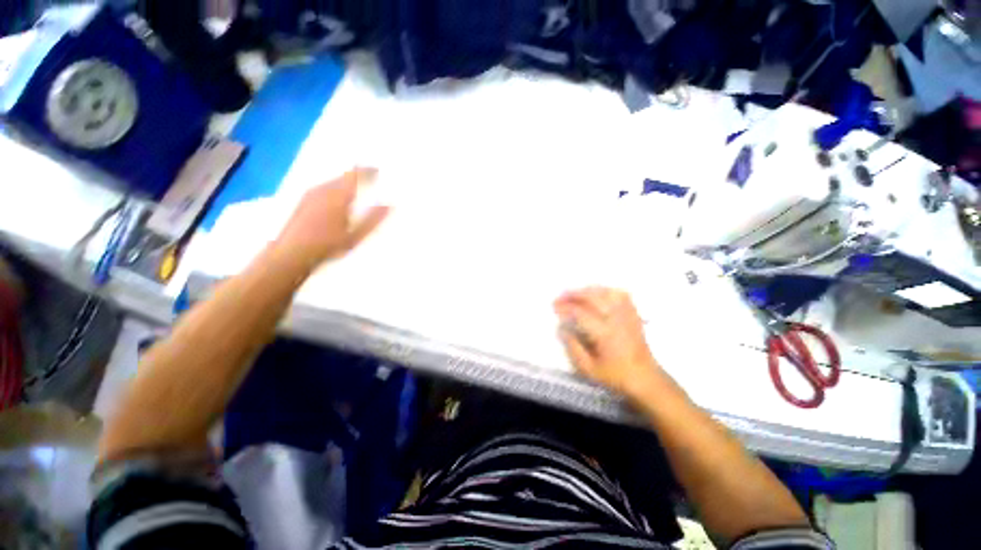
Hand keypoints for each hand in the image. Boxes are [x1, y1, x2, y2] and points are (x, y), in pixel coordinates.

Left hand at [274, 168, 389, 270]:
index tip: (378, 170)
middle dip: (357, 175)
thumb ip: (373, 219)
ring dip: (346, 181)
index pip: (355, 175)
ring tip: (357, 188)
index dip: (367, 170)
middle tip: (370, 178)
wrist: (291, 253)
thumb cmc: (327, 245)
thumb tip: (389, 205)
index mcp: (338, 195)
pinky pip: (324, 186)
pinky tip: (337, 197)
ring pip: (333, 181)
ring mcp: (311, 193)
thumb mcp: (355, 236)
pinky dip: (335, 187)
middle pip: (343, 176)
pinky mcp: (304, 200)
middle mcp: (323, 189)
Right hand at [554, 287, 666, 400]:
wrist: (645, 379)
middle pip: (593, 297)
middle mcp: (616, 320)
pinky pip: (622, 295)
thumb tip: (561, 329)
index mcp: (605, 334)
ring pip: (607, 293)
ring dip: (589, 290)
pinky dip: (607, 291)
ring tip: (577, 293)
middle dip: (574, 294)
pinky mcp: (633, 315)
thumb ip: (573, 348)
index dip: (566, 307)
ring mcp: (627, 315)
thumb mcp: (588, 369)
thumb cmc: (615, 376)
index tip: (554, 307)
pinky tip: (598, 293)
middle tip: (561, 296)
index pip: (581, 313)